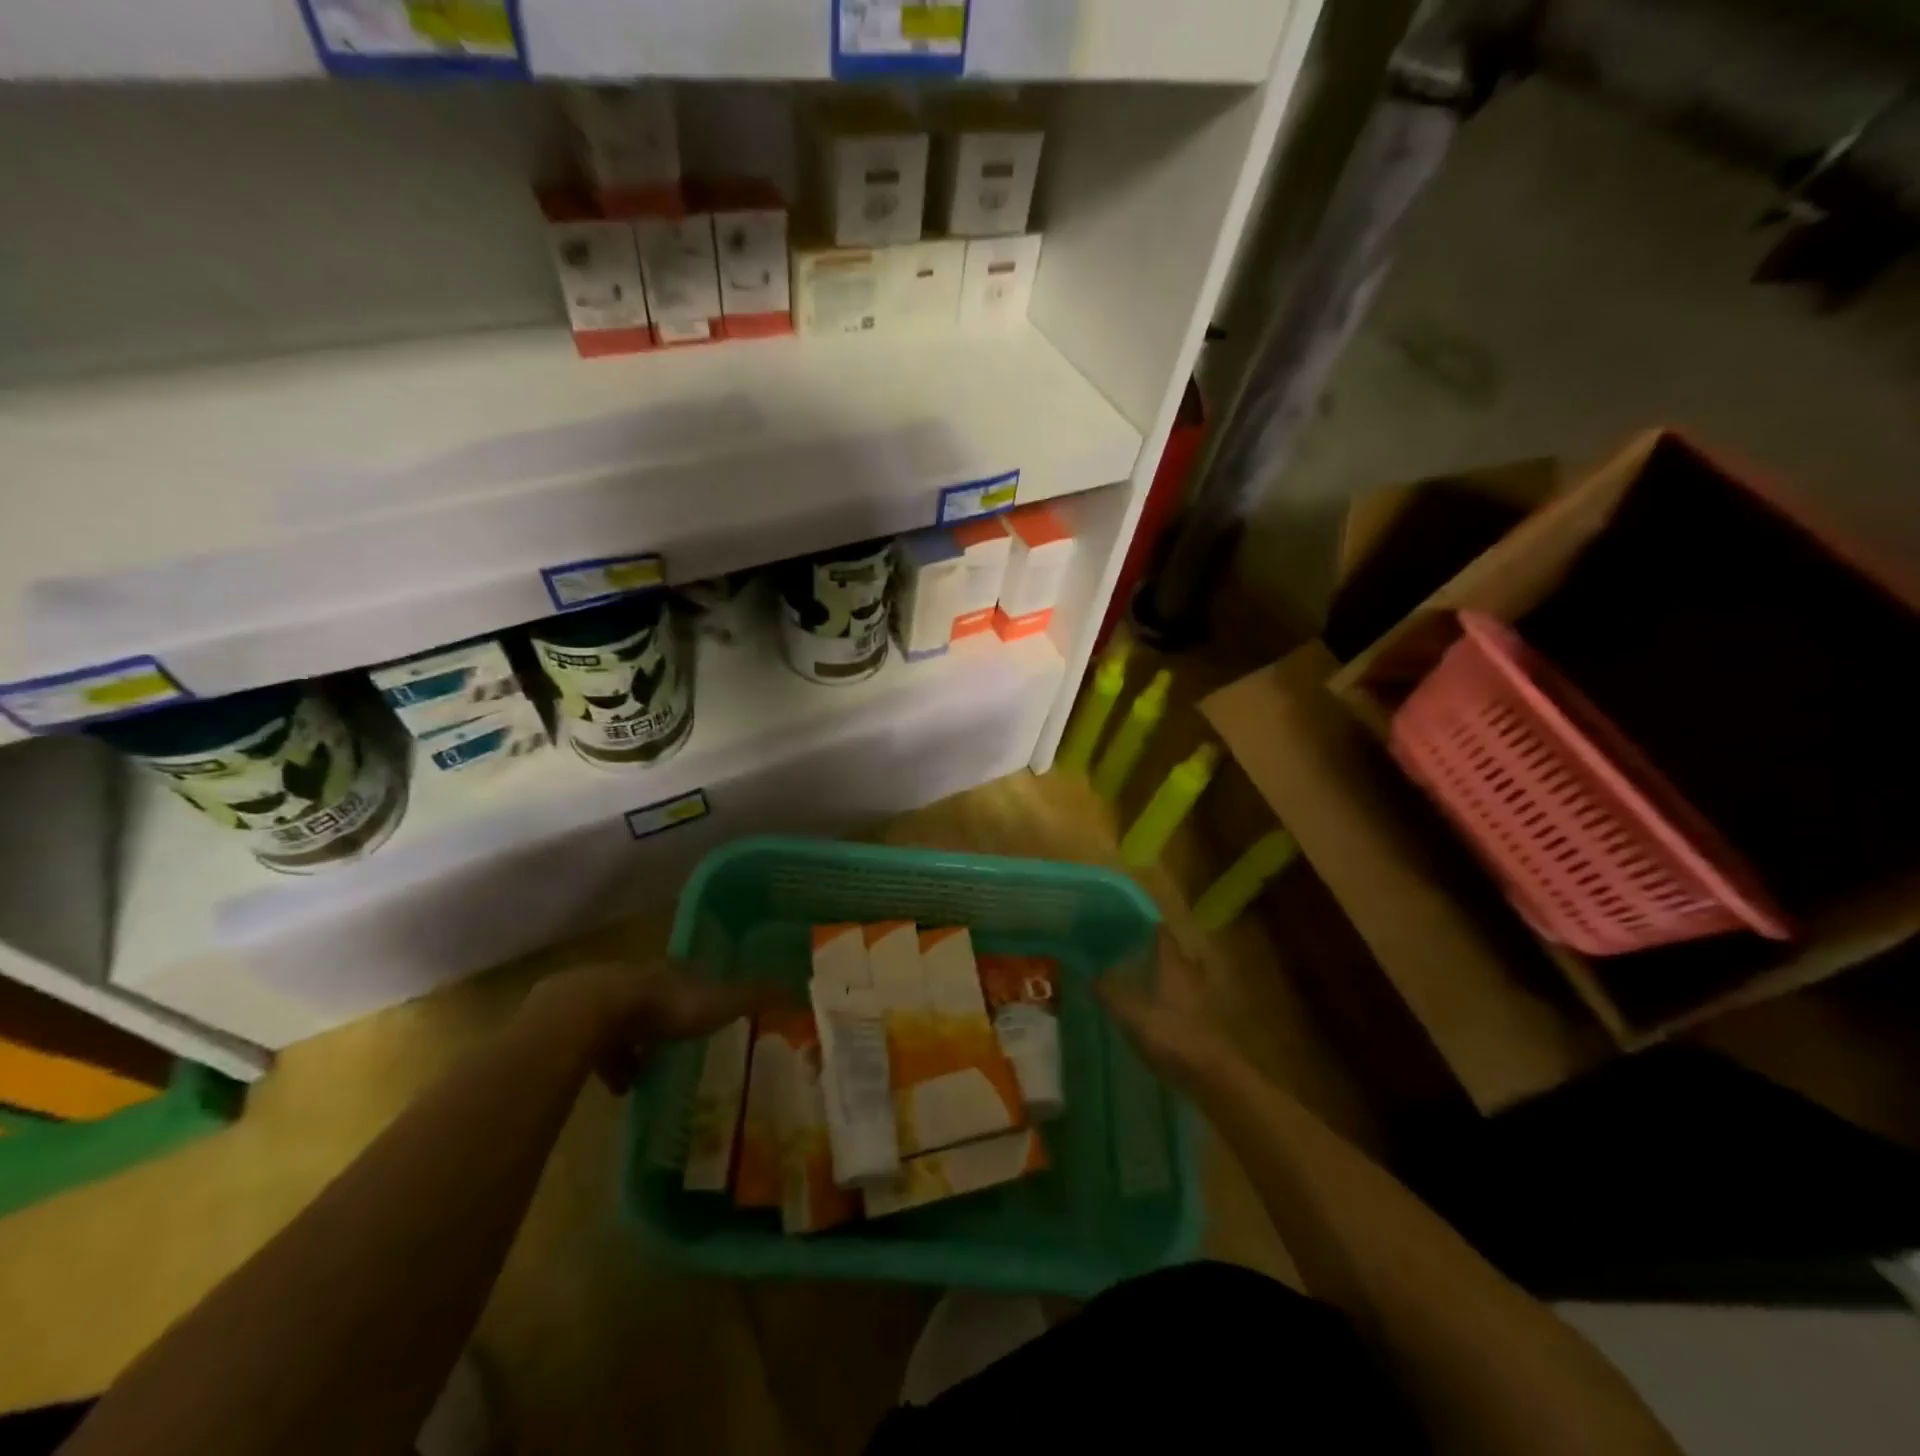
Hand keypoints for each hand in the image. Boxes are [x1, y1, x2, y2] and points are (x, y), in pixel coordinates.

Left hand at [521, 961, 784, 1092]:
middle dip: (665, 1018)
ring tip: (647, 1074)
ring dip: (634, 1042)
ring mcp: (599, 999)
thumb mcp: (715, 1004)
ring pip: (622, 1020)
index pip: (690, 975)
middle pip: (654, 995)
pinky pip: (593, 1045)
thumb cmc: (660, 1008)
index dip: (701, 991)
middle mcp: (637, 978)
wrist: (586, 1015)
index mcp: (670, 971)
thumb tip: (798, 987)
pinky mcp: (569, 1025)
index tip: (712, 1009)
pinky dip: (607, 1063)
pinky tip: (618, 1089)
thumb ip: (752, 998)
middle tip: (679, 1045)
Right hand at [1098, 931, 1233, 1084]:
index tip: (1118, 926)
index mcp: (1174, 963)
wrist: (1215, 1077)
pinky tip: (1151, 1012)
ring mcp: (1202, 996)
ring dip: (1159, 976)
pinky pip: (1183, 998)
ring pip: (1177, 976)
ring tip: (1133, 983)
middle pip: (1170, 953)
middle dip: (1148, 952)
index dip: (1141, 925)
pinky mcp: (1206, 1019)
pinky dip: (1168, 999)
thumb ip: (1111, 992)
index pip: (1160, 932)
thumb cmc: (1173, 1036)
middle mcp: (1190, 972)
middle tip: (1121, 955)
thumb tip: (1093, 974)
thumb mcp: (1133, 1015)